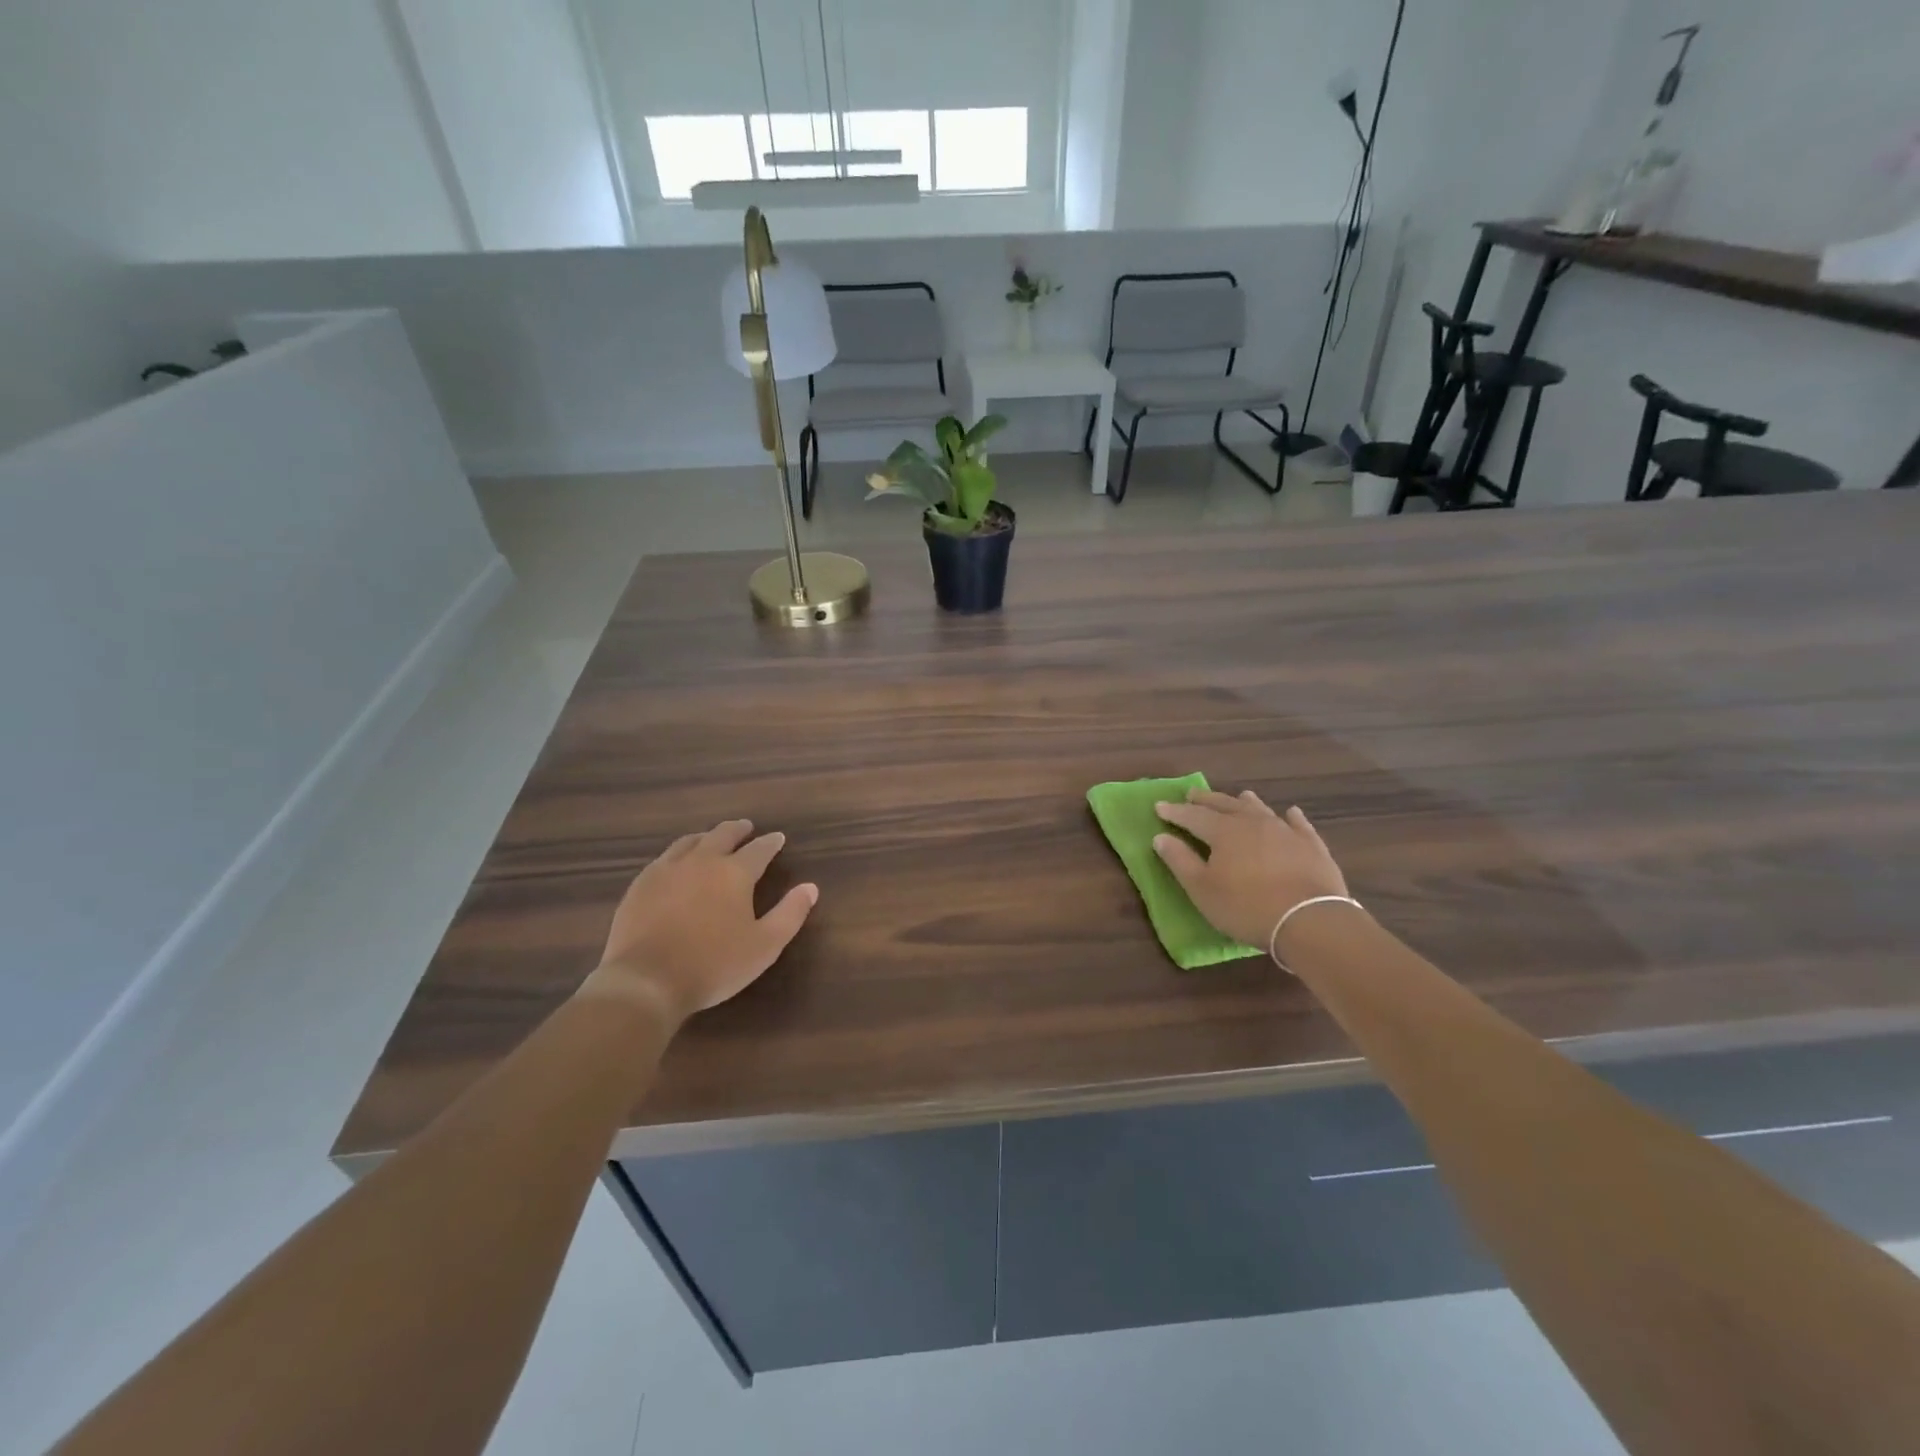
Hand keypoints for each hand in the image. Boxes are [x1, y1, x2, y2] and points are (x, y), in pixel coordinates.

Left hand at [582, 820, 816, 1023]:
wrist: (646, 980)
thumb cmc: (714, 964)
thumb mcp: (765, 946)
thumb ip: (790, 914)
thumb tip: (810, 887)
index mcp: (735, 873)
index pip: (759, 849)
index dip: (771, 843)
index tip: (778, 838)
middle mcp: (702, 861)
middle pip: (722, 835)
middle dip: (738, 830)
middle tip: (746, 828)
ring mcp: (667, 870)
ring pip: (690, 842)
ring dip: (706, 837)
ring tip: (712, 839)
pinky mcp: (640, 885)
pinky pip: (664, 858)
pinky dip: (678, 853)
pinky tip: (676, 863)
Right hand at [1152, 788, 1349, 947]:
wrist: (1310, 920)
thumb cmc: (1247, 907)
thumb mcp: (1202, 889)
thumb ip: (1180, 860)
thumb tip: (1160, 837)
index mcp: (1223, 831)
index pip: (1192, 816)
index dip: (1174, 811)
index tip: (1159, 806)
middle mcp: (1253, 822)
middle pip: (1225, 805)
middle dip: (1206, 800)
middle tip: (1192, 794)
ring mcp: (1285, 831)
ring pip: (1260, 809)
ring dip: (1245, 802)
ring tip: (1239, 795)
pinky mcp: (1312, 845)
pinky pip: (1299, 824)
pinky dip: (1291, 816)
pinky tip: (1290, 812)